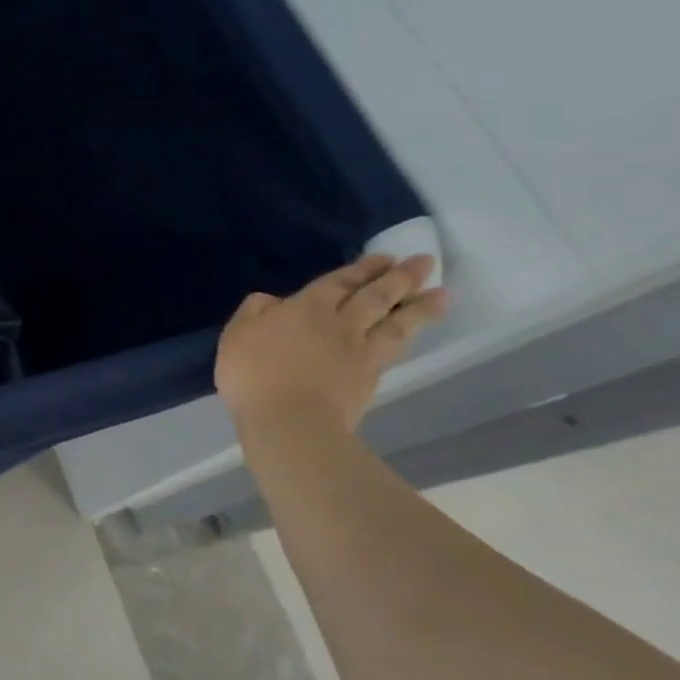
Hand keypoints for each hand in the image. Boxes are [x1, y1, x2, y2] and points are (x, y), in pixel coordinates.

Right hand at [215, 255, 447, 433]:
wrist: (290, 421)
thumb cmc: (255, 374)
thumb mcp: (236, 335)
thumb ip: (253, 312)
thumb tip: (272, 300)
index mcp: (306, 308)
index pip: (339, 282)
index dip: (362, 269)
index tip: (386, 257)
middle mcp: (340, 324)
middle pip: (376, 297)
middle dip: (401, 278)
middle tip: (424, 262)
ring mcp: (359, 353)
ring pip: (395, 324)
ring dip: (420, 308)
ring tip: (442, 295)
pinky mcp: (369, 379)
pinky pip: (392, 350)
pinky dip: (407, 338)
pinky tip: (411, 334)